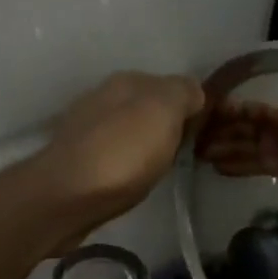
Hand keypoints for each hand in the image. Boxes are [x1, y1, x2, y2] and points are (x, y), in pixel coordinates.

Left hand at [37, 71, 206, 225]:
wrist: (66, 197)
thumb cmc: (122, 153)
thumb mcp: (164, 111)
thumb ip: (183, 93)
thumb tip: (194, 92)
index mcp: (128, 81)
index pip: (173, 85)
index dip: (194, 107)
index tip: (211, 134)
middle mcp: (104, 98)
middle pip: (150, 108)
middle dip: (170, 126)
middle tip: (190, 154)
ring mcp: (87, 130)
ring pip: (131, 132)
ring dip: (148, 146)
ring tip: (164, 170)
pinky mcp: (77, 162)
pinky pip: (115, 156)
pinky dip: (129, 164)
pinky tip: (134, 180)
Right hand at [196, 103, 277, 220]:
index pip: (269, 116)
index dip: (248, 113)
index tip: (229, 113)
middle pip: (250, 129)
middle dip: (226, 131)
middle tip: (201, 136)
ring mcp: (272, 146)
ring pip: (244, 144)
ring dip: (223, 147)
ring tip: (199, 153)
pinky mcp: (267, 162)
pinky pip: (247, 162)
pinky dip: (233, 164)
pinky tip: (215, 168)